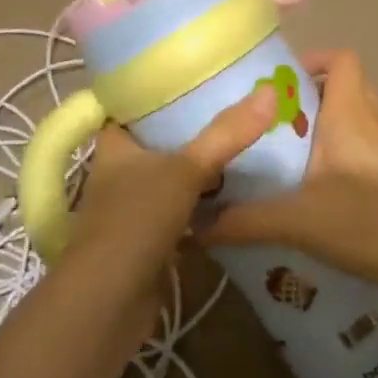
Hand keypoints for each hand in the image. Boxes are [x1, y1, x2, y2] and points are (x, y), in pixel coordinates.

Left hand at [64, 85, 278, 280]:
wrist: (108, 303)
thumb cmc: (136, 220)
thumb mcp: (185, 169)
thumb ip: (227, 134)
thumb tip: (269, 92)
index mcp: (115, 146)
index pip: (131, 107)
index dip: (156, 90)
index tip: (194, 75)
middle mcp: (119, 174)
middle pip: (155, 142)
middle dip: (188, 129)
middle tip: (232, 108)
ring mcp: (132, 210)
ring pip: (169, 179)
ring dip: (197, 169)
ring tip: (240, 145)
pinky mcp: (147, 242)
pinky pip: (179, 213)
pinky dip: (201, 206)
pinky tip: (234, 195)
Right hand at [199, 50, 377, 302]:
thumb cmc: (368, 221)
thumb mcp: (297, 220)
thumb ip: (244, 220)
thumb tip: (195, 223)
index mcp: (349, 113)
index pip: (341, 60)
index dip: (312, 59)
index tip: (277, 82)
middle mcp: (371, 122)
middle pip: (345, 88)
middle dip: (309, 97)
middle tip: (272, 120)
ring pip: (354, 120)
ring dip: (324, 128)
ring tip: (286, 154)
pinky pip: (362, 149)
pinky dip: (338, 156)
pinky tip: (312, 191)